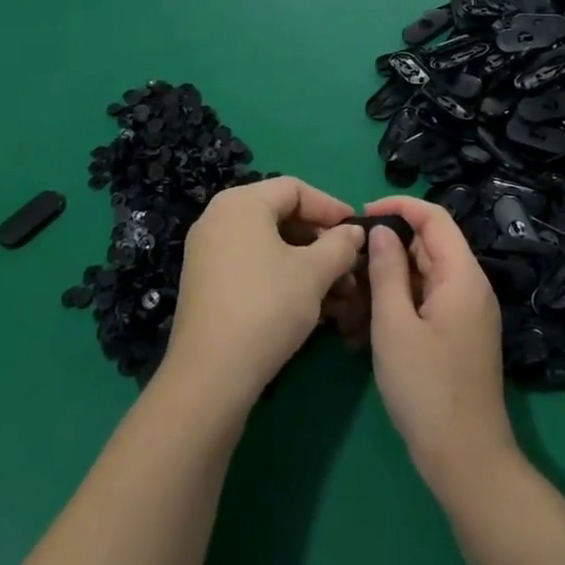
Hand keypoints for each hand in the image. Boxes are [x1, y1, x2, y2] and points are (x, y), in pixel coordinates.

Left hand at [163, 178, 366, 408]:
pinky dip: (283, 278)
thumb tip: (354, 231)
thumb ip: (340, 245)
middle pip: (281, 216)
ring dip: (307, 264)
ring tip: (339, 294)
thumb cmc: (267, 307)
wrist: (210, 375)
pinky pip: (252, 266)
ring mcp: (208, 252)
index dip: (331, 207)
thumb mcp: (314, 273)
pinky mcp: (206, 284)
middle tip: (350, 267)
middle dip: (321, 242)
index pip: (295, 189)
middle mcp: (219, 218)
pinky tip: (310, 306)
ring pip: (269, 246)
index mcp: (241, 202)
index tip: (358, 231)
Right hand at [365, 197, 515, 494]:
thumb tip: (381, 230)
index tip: (361, 216)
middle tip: (348, 265)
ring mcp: (466, 313)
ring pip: (422, 277)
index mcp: (462, 276)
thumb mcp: (395, 325)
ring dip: (387, 282)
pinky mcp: (458, 336)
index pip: (434, 217)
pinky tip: (365, 330)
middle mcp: (470, 287)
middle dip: (387, 249)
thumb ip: (387, 271)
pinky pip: (425, 303)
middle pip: (427, 246)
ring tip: (350, 303)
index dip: (399, 207)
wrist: (466, 460)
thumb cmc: (427, 389)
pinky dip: (397, 306)